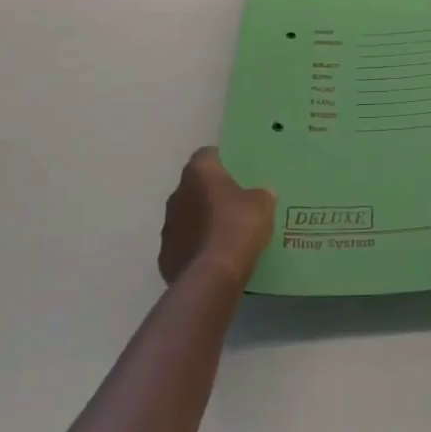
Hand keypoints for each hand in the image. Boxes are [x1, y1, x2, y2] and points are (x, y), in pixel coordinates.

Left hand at [159, 147, 275, 290]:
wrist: (212, 275)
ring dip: (201, 221)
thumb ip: (262, 194)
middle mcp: (177, 195)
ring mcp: (168, 226)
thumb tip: (264, 192)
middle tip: (234, 203)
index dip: (221, 161)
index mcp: (199, 174)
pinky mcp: (165, 255)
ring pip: (186, 216)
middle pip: (194, 187)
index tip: (236, 171)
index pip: (206, 155)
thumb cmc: (238, 228)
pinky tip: (214, 256)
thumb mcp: (263, 205)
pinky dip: (196, 246)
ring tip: (225, 233)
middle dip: (210, 193)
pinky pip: (184, 243)